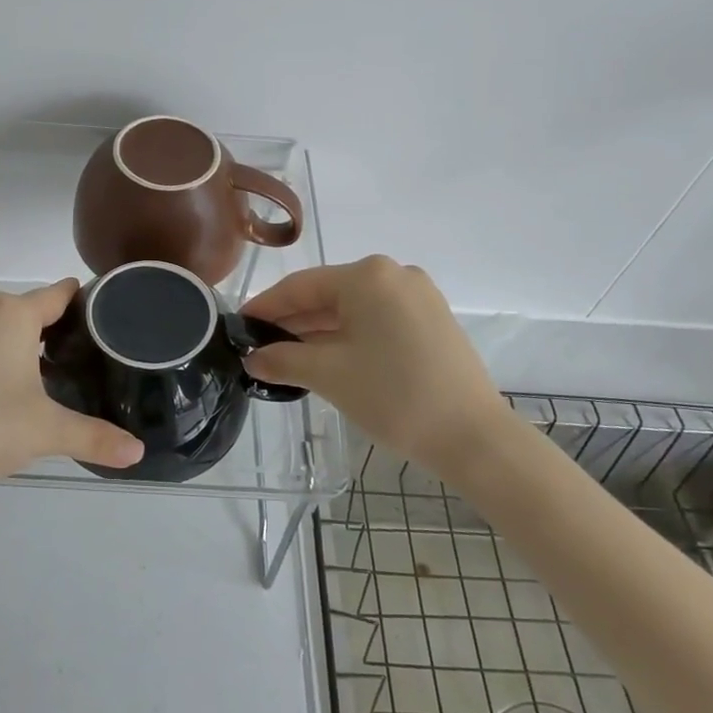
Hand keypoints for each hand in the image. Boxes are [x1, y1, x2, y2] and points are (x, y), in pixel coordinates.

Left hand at [0, 280, 143, 501]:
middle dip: (60, 328)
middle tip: (90, 358)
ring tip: (55, 374)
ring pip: (3, 325)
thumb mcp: (45, 432)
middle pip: (32, 308)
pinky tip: (8, 388)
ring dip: (27, 343)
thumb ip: (95, 437)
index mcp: (12, 313)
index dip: (87, 303)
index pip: (60, 293)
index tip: (111, 320)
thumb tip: (138, 452)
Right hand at [241, 256, 511, 475]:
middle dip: (292, 322)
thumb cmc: (394, 396)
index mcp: (367, 276)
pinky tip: (327, 358)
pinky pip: (377, 320)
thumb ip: (283, 360)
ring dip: (319, 332)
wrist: (474, 437)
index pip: (301, 286)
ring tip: (286, 357)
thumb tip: (253, 358)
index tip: (238, 325)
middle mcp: (394, 275)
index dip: (266, 307)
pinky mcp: (432, 320)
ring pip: (353, 309)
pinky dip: (349, 336)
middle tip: (258, 347)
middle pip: (328, 295)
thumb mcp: (329, 375)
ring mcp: (418, 296)